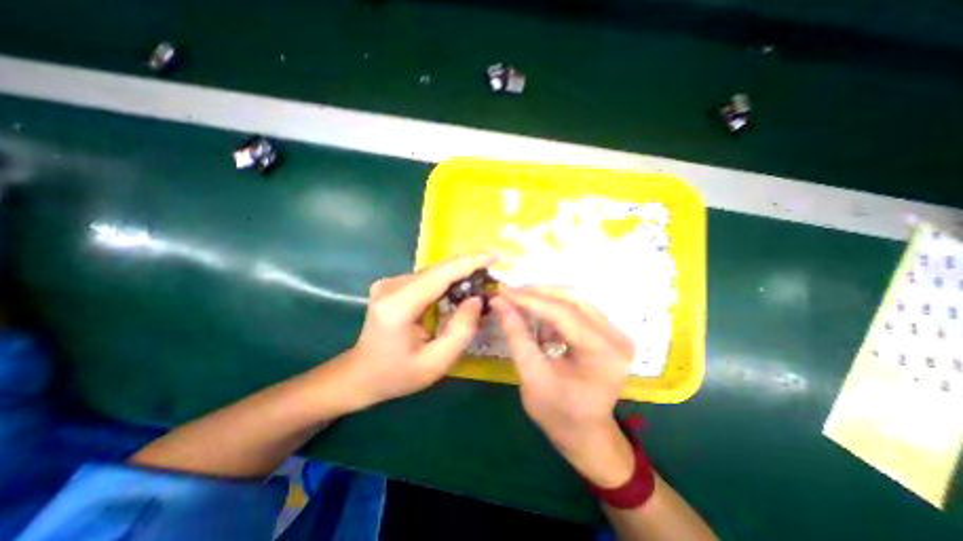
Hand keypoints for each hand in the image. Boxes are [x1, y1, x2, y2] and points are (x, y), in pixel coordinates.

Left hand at [339, 254, 496, 410]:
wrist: (361, 375)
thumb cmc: (397, 375)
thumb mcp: (436, 363)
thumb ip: (461, 330)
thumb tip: (477, 299)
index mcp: (398, 306)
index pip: (441, 274)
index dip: (470, 262)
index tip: (496, 256)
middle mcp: (391, 287)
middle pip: (439, 270)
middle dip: (470, 268)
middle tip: (496, 273)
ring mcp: (390, 283)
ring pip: (435, 272)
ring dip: (460, 275)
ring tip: (483, 282)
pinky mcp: (393, 285)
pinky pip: (428, 278)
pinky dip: (448, 281)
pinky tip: (462, 290)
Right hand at [490, 289, 638, 487]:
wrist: (586, 434)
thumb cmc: (558, 414)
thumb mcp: (532, 377)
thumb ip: (516, 336)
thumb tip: (499, 302)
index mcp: (603, 354)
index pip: (564, 314)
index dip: (530, 300)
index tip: (503, 291)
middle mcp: (617, 337)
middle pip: (573, 300)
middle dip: (537, 294)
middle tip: (509, 293)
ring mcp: (616, 333)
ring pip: (575, 300)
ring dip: (545, 298)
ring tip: (518, 300)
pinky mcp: (608, 332)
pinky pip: (577, 309)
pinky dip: (554, 308)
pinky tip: (536, 313)